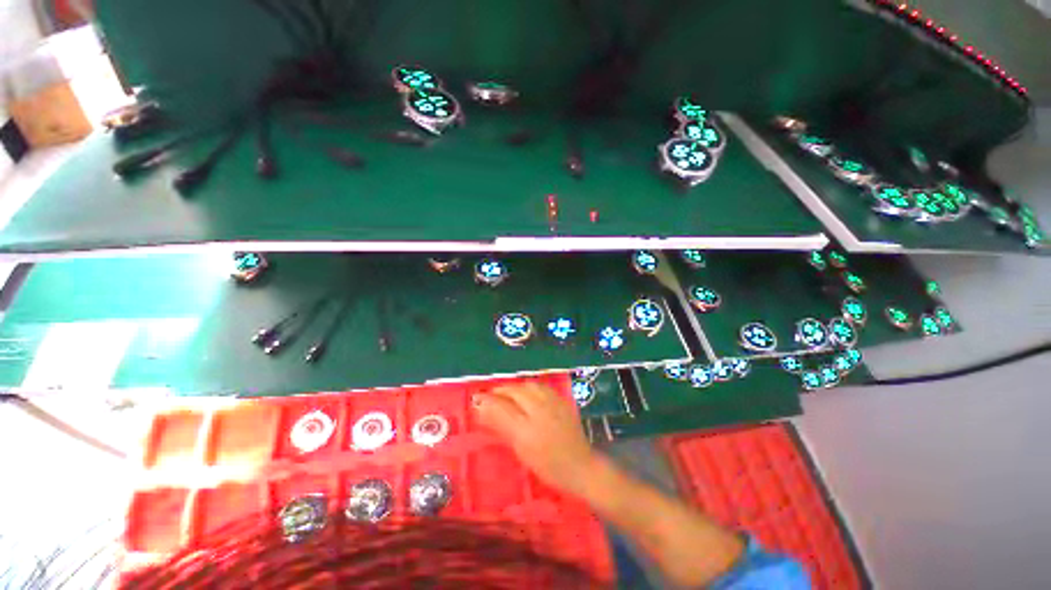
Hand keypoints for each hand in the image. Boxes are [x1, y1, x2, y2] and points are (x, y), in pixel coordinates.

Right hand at [472, 382, 596, 494]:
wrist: (580, 466)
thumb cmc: (548, 466)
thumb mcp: (521, 450)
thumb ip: (502, 427)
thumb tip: (482, 410)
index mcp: (527, 429)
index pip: (502, 407)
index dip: (487, 401)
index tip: (476, 399)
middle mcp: (540, 411)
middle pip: (515, 391)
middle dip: (499, 390)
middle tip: (489, 395)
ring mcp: (552, 403)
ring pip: (528, 385)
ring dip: (514, 387)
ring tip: (506, 393)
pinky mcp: (561, 400)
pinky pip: (541, 386)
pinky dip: (529, 386)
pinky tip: (526, 392)